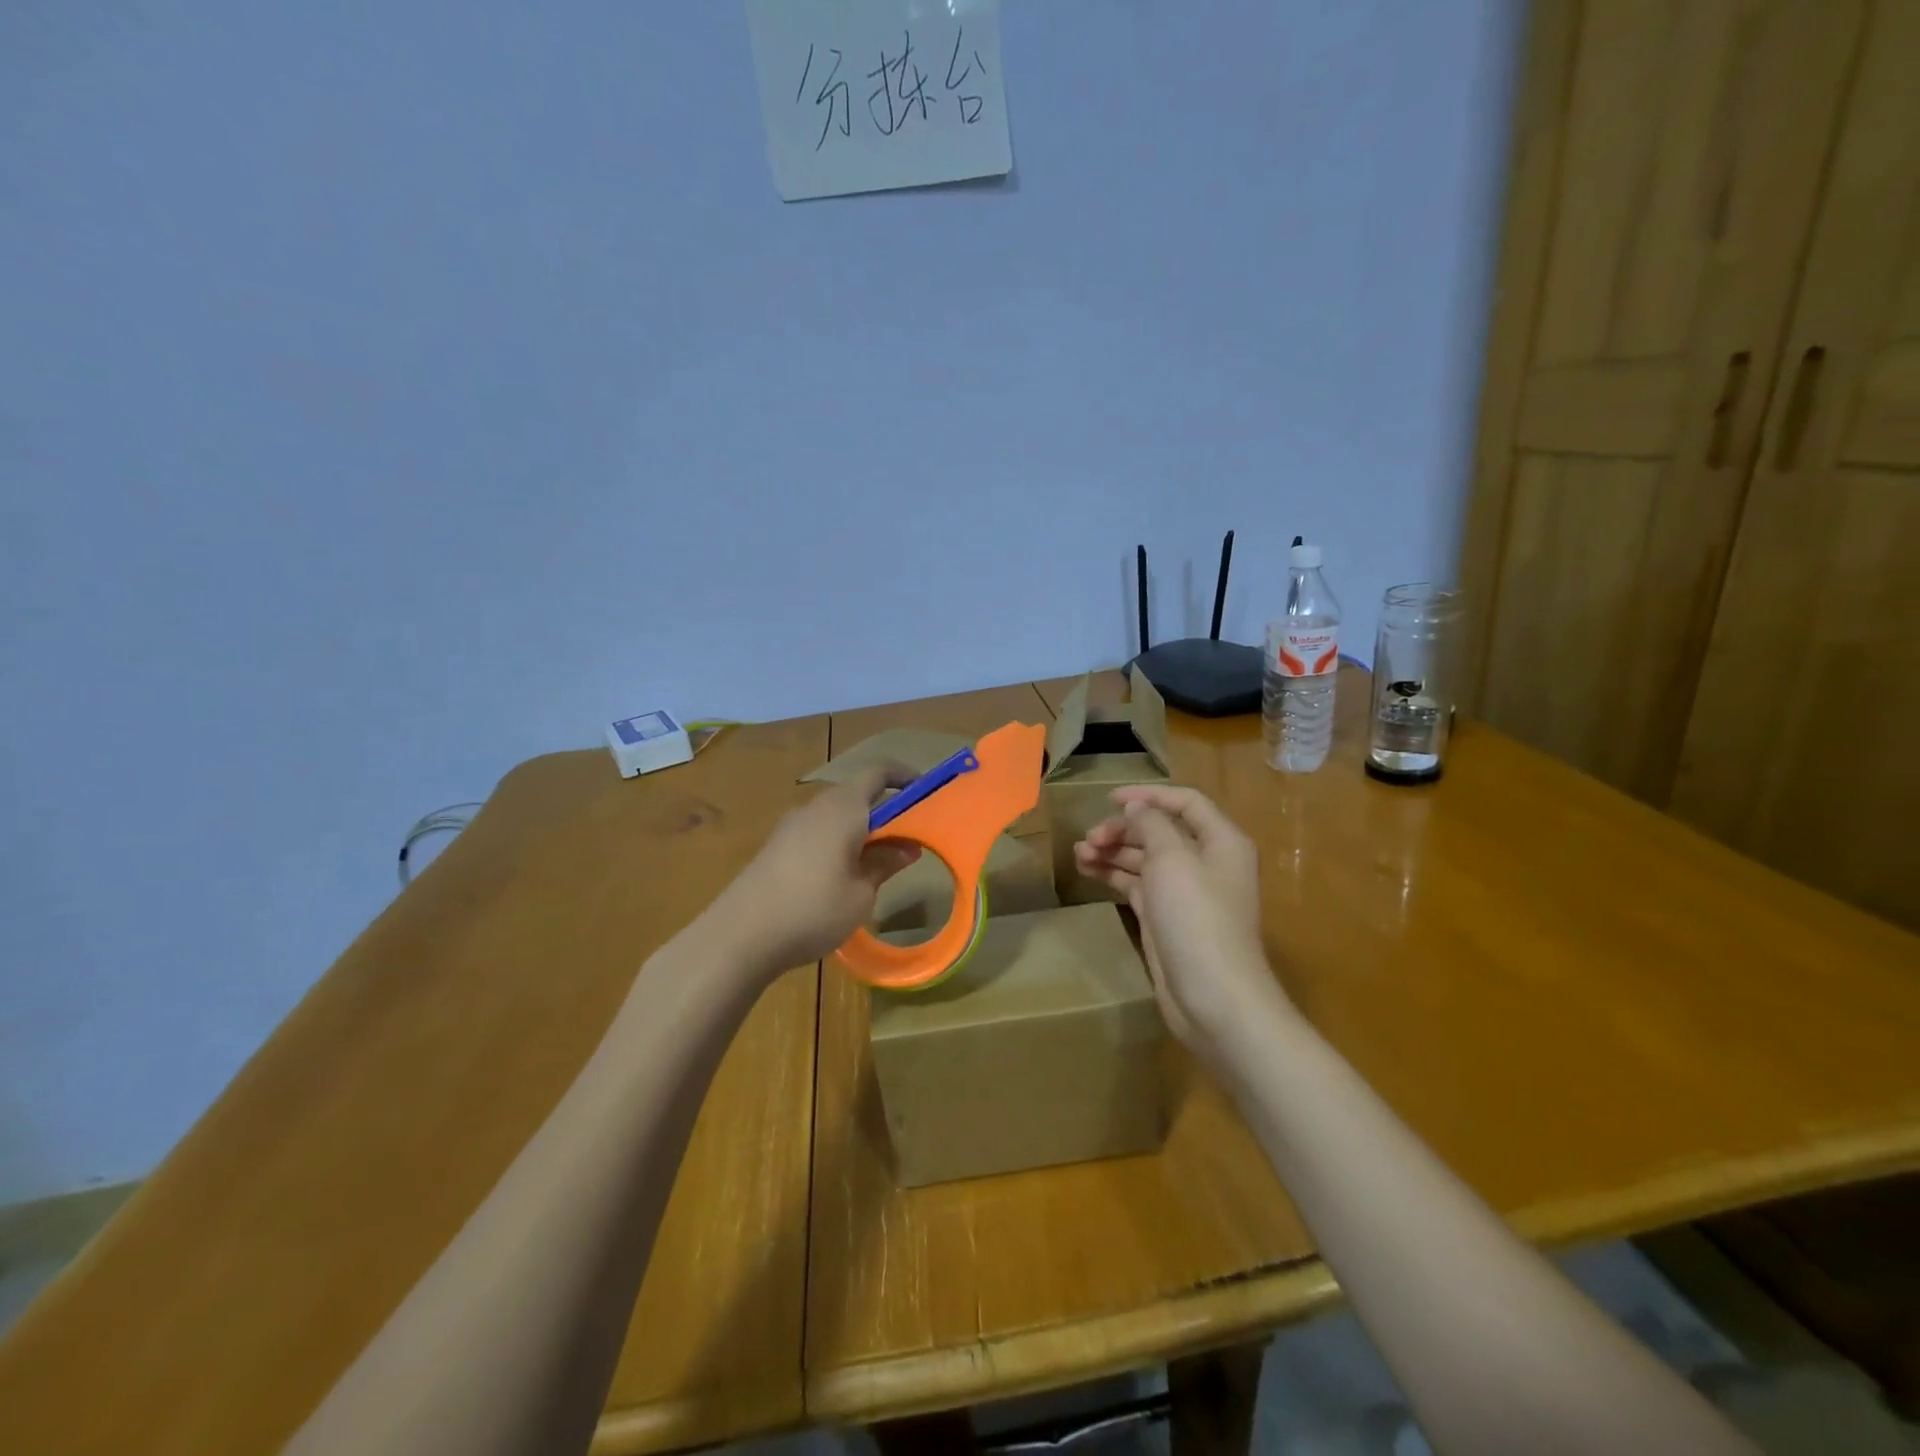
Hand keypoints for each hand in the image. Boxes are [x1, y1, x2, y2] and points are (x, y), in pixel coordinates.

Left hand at [706, 765, 920, 978]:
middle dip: (885, 809)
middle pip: (857, 793)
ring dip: (860, 828)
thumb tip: (908, 847)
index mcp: (843, 808)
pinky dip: (837, 841)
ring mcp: (791, 825)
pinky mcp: (775, 846)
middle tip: (908, 838)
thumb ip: (885, 864)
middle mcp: (816, 807)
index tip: (926, 793)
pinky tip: (841, 876)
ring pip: (836, 814)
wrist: (739, 936)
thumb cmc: (813, 909)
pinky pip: (817, 831)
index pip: (879, 772)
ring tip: (878, 862)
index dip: (905, 776)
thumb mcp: (861, 893)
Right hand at [1073, 785, 1286, 1054]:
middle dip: (1123, 829)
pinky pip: (1137, 884)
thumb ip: (1152, 824)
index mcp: (1221, 841)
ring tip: (1080, 854)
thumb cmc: (1197, 918)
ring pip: (1144, 858)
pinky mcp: (1166, 917)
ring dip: (1113, 851)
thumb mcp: (1173, 859)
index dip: (1148, 795)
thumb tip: (1137, 808)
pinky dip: (1114, 874)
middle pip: (1160, 830)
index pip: (1185, 802)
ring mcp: (1185, 891)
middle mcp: (1206, 861)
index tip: (1109, 799)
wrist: (1213, 997)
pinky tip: (1089, 870)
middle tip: (1090, 838)